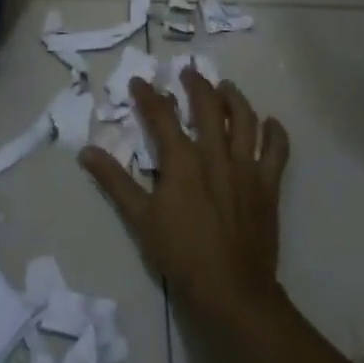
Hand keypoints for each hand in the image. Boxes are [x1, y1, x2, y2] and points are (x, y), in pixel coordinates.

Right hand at [79, 69, 289, 324]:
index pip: (162, 115)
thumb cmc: (180, 253)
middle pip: (208, 106)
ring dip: (234, 98)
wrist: (230, 289)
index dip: (149, 95)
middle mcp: (216, 154)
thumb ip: (114, 181)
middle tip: (188, 73)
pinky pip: (277, 150)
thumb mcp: (139, 217)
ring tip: (226, 87)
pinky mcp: (268, 185)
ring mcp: (246, 167)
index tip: (139, 82)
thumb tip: (86, 151)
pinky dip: (275, 133)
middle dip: (196, 85)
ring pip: (245, 119)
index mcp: (182, 160)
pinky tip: (270, 123)